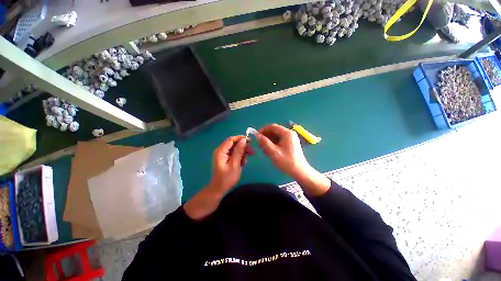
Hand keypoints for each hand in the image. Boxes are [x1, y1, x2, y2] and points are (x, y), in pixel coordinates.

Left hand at [208, 135, 253, 193]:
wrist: (219, 189)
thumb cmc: (227, 178)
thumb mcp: (235, 164)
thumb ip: (239, 151)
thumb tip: (244, 140)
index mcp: (221, 151)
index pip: (231, 139)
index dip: (241, 138)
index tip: (250, 141)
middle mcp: (221, 150)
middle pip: (234, 144)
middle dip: (243, 147)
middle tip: (252, 152)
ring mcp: (223, 155)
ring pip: (235, 149)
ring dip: (242, 153)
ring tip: (245, 161)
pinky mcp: (225, 159)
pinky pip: (234, 154)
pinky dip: (239, 157)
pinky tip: (242, 164)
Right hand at [254, 124, 309, 178]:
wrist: (300, 171)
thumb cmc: (287, 162)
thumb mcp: (273, 152)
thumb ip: (264, 142)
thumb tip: (256, 135)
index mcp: (287, 133)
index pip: (272, 126)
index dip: (263, 130)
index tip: (256, 136)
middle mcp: (289, 133)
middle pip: (274, 131)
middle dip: (266, 137)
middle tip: (259, 145)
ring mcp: (291, 138)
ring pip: (276, 136)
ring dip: (269, 141)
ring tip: (263, 150)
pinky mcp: (290, 143)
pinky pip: (279, 141)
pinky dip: (273, 144)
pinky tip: (269, 151)